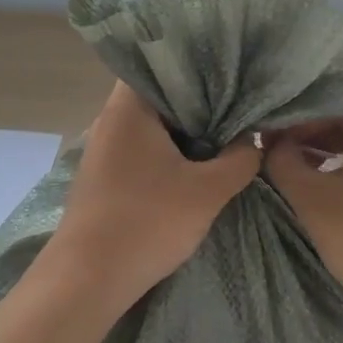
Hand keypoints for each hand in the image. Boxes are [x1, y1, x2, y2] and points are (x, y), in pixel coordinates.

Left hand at [52, 82, 260, 307]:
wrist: (88, 279)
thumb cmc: (147, 222)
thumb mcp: (207, 191)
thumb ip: (239, 159)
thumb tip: (253, 140)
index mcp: (129, 107)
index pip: (163, 63)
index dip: (200, 65)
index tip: (233, 73)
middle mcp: (111, 118)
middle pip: (160, 95)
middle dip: (199, 102)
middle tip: (238, 105)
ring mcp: (104, 148)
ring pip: (152, 125)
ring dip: (184, 131)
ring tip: (225, 133)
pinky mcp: (104, 175)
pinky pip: (142, 148)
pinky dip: (168, 151)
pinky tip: (194, 165)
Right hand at [263, 103, 342, 338]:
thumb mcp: (311, 199)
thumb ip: (283, 161)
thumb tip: (273, 144)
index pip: (329, 106)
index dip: (293, 122)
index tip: (268, 142)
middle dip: (314, 137)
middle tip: (281, 158)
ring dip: (336, 154)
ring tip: (304, 175)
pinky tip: (339, 191)